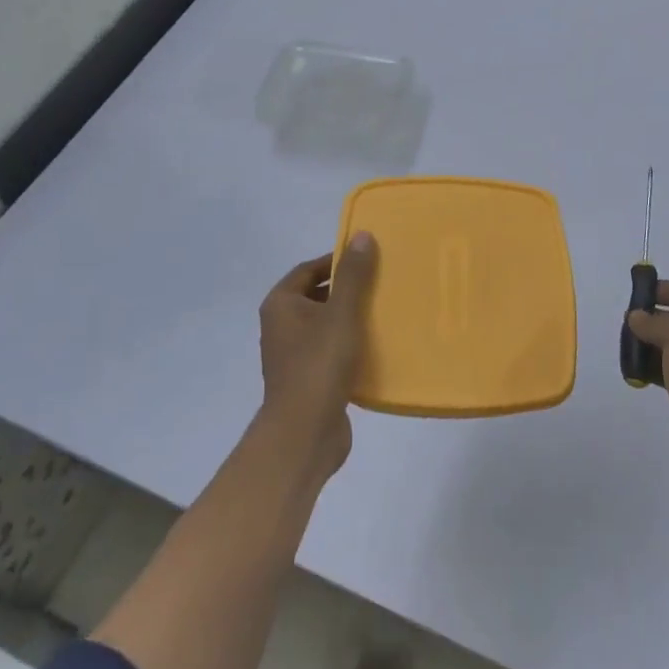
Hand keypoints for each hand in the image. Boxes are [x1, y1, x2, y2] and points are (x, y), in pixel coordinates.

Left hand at [258, 233, 378, 480]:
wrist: (304, 434)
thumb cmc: (319, 365)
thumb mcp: (341, 314)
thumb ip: (353, 275)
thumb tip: (361, 235)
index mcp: (281, 304)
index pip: (309, 269)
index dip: (337, 260)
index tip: (368, 258)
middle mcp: (282, 326)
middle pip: (318, 295)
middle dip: (348, 289)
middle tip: (383, 282)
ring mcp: (294, 354)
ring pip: (327, 324)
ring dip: (353, 317)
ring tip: (387, 310)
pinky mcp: (310, 378)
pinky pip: (333, 350)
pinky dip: (353, 344)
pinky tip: (380, 345)